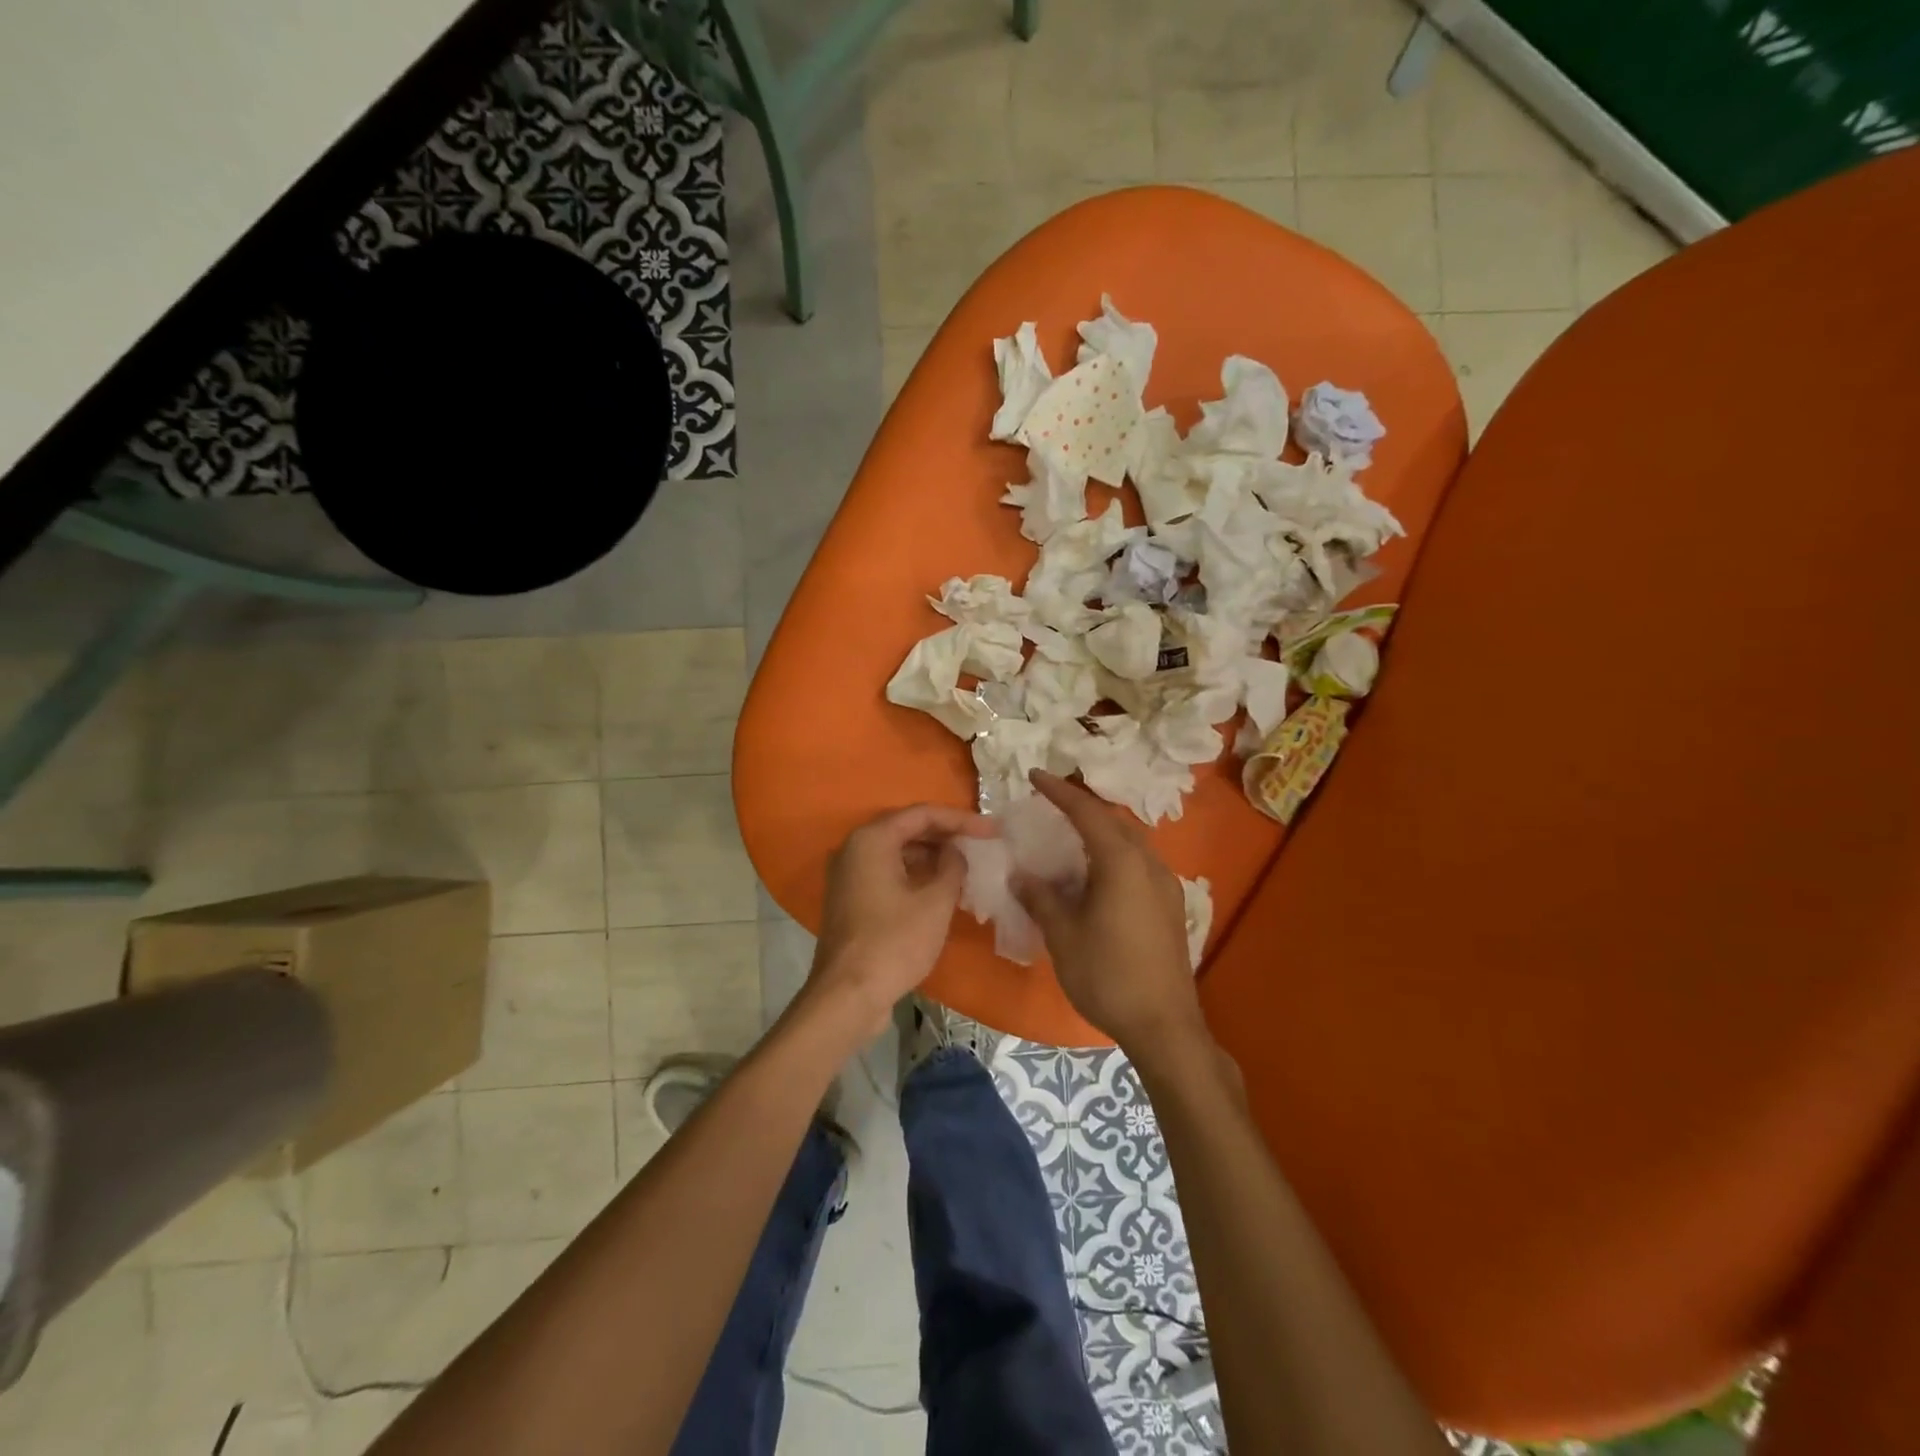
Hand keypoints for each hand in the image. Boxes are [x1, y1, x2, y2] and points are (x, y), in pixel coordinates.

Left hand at [809, 804, 991, 1035]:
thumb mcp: (935, 902)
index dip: (961, 819)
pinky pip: (888, 873)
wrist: (848, 996)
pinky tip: (942, 888)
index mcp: (872, 839)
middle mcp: (854, 848)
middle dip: (947, 835)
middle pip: (907, 829)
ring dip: (932, 856)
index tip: (993, 830)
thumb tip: (956, 852)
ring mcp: (849, 875)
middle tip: (982, 843)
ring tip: (967, 865)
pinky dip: (915, 874)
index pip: (922, 814)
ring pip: (898, 852)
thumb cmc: (894, 943)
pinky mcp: (851, 899)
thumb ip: (953, 866)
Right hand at [1013, 771, 1206, 1050]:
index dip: (1060, 791)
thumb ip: (1041, 897)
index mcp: (1123, 862)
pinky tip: (1096, 875)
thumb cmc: (1108, 975)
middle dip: (1083, 807)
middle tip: (1051, 804)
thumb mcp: (1063, 935)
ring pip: (1130, 842)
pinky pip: (1139, 863)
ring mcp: (1166, 885)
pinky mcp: (1171, 906)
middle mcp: (1150, 863)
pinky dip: (1114, 854)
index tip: (1034, 776)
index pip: (1088, 812)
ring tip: (1070, 836)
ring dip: (1100, 831)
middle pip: (1115, 821)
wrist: (1164, 1025)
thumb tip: (1021, 874)